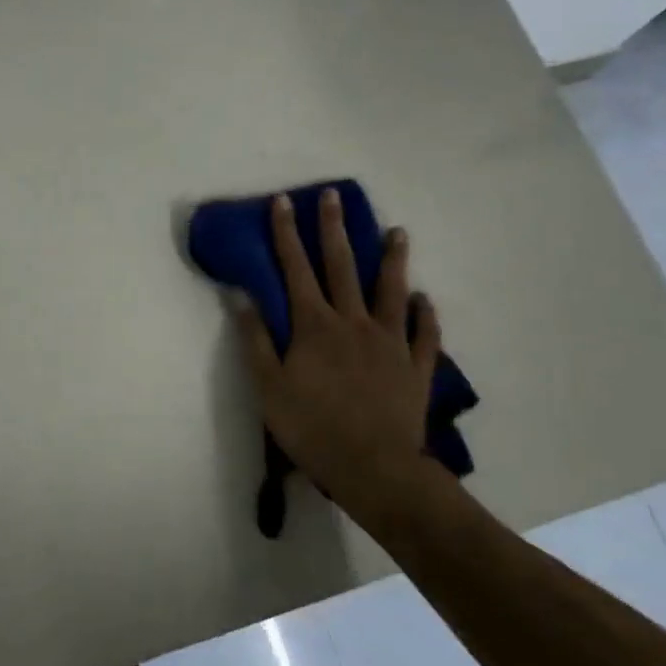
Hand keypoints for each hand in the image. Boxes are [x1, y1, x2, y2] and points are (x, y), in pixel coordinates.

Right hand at [233, 191, 446, 529]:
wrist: (374, 468)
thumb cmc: (312, 427)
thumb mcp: (268, 386)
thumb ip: (256, 339)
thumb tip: (240, 297)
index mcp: (314, 326)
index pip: (296, 270)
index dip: (287, 234)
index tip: (282, 202)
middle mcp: (353, 323)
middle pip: (342, 267)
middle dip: (334, 229)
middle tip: (334, 197)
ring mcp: (390, 342)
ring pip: (392, 291)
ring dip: (393, 260)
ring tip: (398, 232)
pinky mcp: (415, 367)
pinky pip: (423, 334)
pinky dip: (425, 314)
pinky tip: (424, 300)